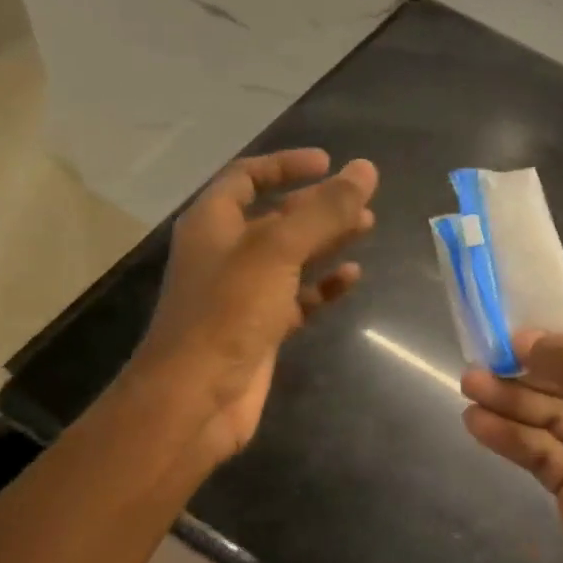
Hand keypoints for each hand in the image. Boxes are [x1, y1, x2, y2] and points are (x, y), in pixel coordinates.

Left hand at [133, 149, 377, 462]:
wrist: (195, 400)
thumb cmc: (228, 311)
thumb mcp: (278, 251)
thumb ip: (324, 210)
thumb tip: (365, 169)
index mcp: (214, 223)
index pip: (247, 177)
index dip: (285, 165)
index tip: (327, 162)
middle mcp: (226, 252)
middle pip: (276, 215)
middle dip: (318, 204)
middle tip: (362, 199)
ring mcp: (243, 292)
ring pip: (291, 255)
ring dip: (327, 239)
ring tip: (368, 227)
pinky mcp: (260, 327)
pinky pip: (297, 296)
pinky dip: (323, 285)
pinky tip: (352, 277)